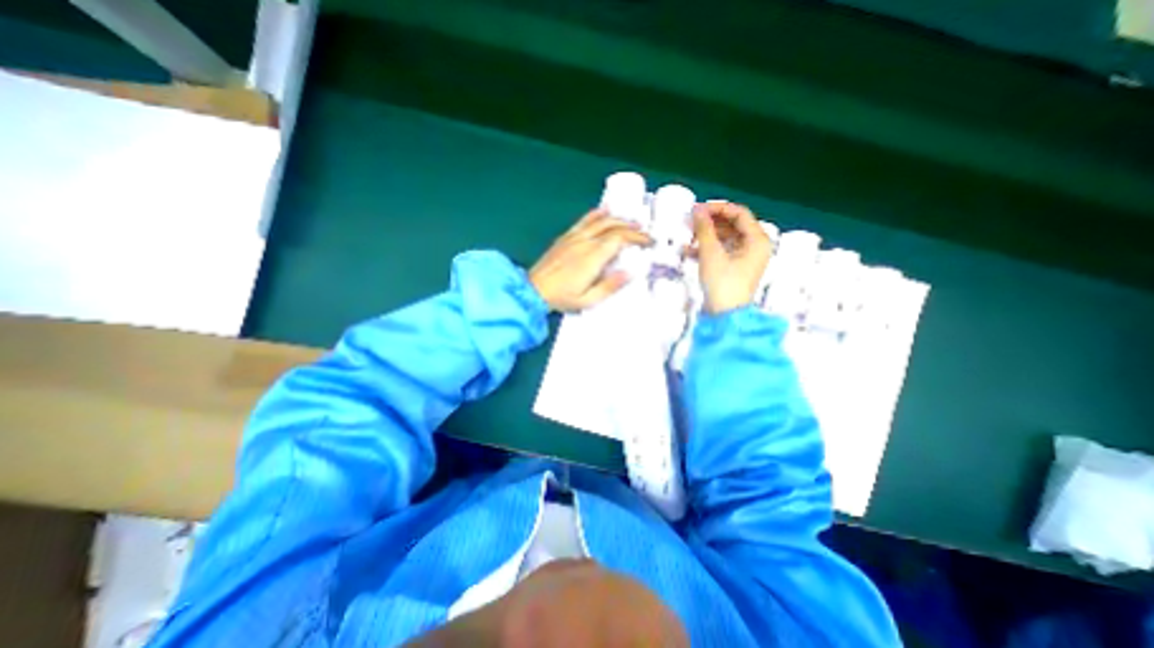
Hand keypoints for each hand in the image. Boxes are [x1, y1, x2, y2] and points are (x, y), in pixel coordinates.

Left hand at [529, 206, 646, 307]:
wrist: (533, 290)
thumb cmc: (562, 298)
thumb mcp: (588, 300)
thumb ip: (610, 286)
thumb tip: (630, 273)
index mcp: (593, 257)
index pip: (620, 239)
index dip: (637, 238)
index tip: (649, 242)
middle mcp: (585, 242)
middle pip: (613, 227)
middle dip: (632, 227)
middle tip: (644, 232)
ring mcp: (574, 237)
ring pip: (600, 220)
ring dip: (618, 218)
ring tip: (631, 221)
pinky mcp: (566, 237)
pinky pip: (584, 220)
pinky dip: (596, 214)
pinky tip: (604, 210)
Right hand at [688, 200, 769, 313]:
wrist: (725, 316)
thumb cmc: (722, 282)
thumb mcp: (711, 253)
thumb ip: (704, 229)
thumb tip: (697, 209)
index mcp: (757, 239)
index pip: (739, 213)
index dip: (717, 208)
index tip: (697, 209)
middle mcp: (755, 246)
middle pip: (732, 225)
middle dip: (710, 223)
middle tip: (690, 221)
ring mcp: (745, 258)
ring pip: (725, 239)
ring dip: (706, 236)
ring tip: (687, 236)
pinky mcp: (735, 268)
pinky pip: (722, 251)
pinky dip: (707, 249)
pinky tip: (689, 251)